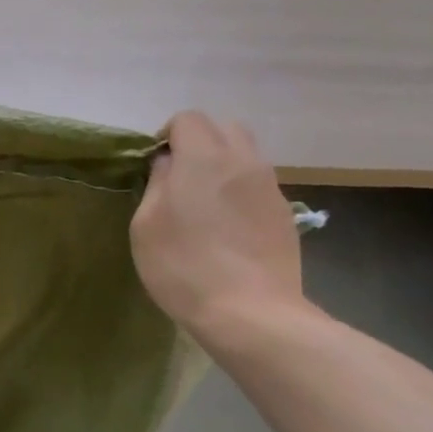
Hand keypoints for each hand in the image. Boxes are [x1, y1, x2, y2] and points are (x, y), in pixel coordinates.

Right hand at [129, 112, 305, 347]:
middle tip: (180, 179)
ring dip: (224, 167)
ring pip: (246, 156)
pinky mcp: (285, 214)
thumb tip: (169, 164)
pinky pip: (258, 186)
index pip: (187, 119)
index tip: (155, 167)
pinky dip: (241, 193)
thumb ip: (157, 183)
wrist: (250, 312)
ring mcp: (270, 187)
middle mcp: (243, 160)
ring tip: (206, 205)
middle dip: (200, 143)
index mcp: (204, 157)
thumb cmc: (184, 266)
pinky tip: (228, 229)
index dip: (167, 136)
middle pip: (223, 129)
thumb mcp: (146, 224)